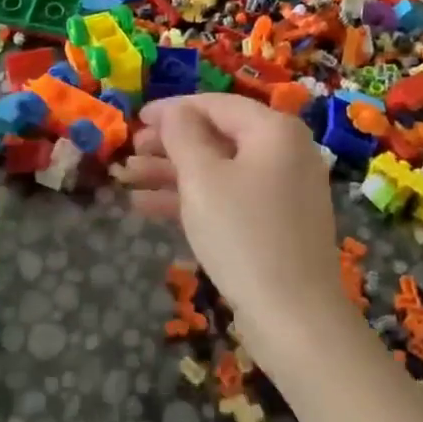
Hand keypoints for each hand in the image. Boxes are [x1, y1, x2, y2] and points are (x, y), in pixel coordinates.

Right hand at [116, 93, 352, 366]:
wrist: (295, 317)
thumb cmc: (244, 235)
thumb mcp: (203, 178)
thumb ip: (183, 135)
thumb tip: (175, 111)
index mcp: (274, 130)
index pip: (216, 104)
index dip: (173, 109)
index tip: (136, 118)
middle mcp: (285, 152)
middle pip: (218, 136)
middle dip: (169, 145)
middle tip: (129, 152)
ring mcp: (283, 189)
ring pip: (220, 170)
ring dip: (173, 173)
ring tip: (127, 178)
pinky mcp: (276, 223)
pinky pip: (230, 197)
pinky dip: (193, 199)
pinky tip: (147, 208)